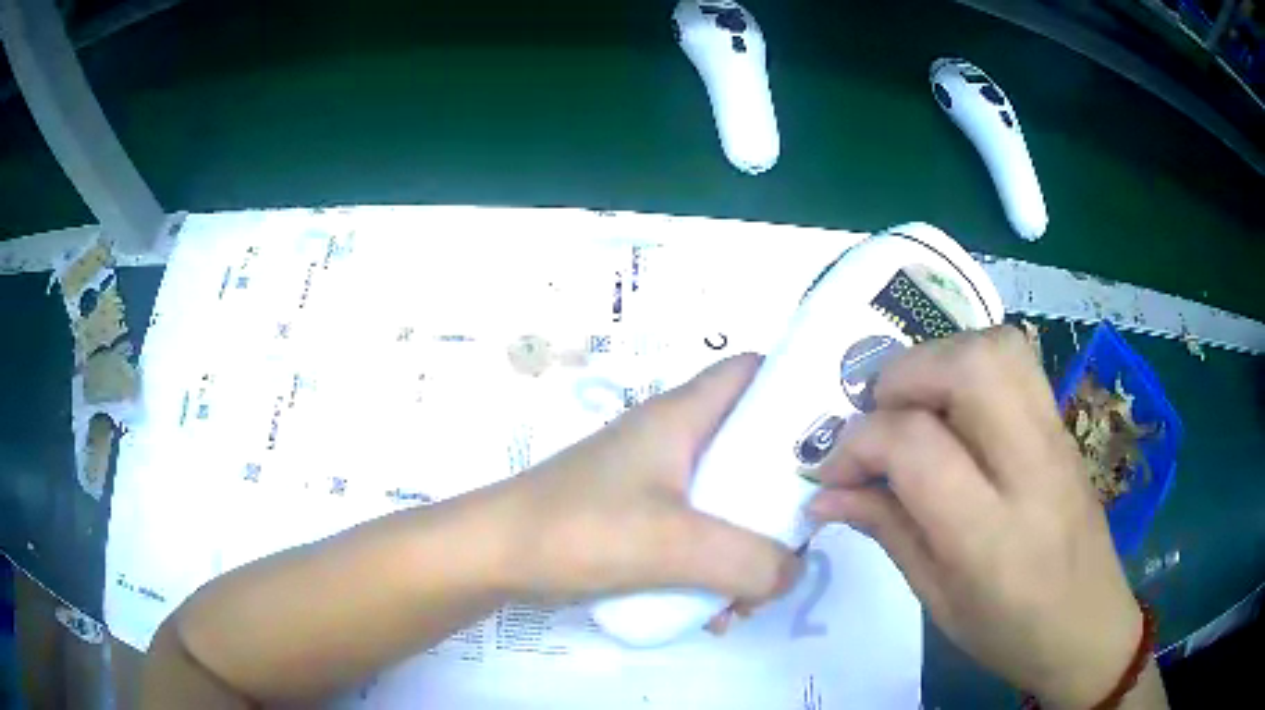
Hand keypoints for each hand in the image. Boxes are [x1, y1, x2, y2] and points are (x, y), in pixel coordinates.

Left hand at [501, 353, 799, 607]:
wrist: (495, 555)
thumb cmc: (579, 529)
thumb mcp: (675, 545)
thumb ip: (750, 561)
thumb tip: (792, 572)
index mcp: (682, 416)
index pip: (751, 372)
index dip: (794, 387)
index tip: (832, 434)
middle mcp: (673, 440)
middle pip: (749, 446)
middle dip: (780, 495)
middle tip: (799, 537)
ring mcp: (654, 481)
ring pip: (726, 499)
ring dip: (746, 544)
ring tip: (749, 596)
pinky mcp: (638, 518)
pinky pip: (696, 534)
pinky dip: (713, 565)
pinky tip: (711, 611)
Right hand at [808, 327, 1141, 708]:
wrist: (1089, 625)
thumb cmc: (1009, 632)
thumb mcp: (937, 600)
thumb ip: (887, 532)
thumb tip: (826, 493)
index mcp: (990, 537)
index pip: (917, 447)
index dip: (859, 444)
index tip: (835, 470)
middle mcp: (1030, 470)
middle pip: (969, 368)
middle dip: (904, 376)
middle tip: (878, 417)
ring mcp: (1056, 438)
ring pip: (998, 348)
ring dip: (941, 359)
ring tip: (916, 404)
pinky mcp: (1064, 426)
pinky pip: (1018, 363)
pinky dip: (972, 363)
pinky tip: (957, 409)